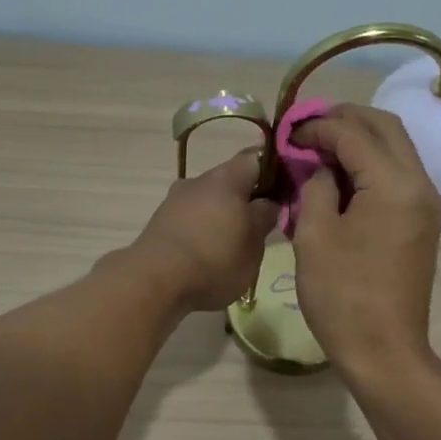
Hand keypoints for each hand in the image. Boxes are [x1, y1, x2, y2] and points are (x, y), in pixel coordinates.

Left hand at [129, 148, 277, 311]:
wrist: (154, 281)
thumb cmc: (214, 259)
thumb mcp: (253, 244)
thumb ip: (265, 218)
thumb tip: (269, 202)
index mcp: (227, 178)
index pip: (257, 158)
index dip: (275, 171)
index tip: (286, 191)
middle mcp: (198, 180)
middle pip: (231, 180)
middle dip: (247, 198)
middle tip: (262, 225)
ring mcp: (175, 200)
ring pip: (209, 200)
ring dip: (223, 216)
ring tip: (234, 244)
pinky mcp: (160, 222)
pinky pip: (191, 218)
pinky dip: (203, 230)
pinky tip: (208, 254)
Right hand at [289, 105, 440, 377]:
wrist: (384, 351)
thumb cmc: (342, 296)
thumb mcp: (314, 236)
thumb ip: (315, 186)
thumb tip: (320, 166)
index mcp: (394, 184)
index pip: (354, 134)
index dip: (318, 127)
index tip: (287, 133)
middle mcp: (420, 184)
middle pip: (387, 129)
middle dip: (346, 119)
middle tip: (308, 127)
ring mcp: (426, 204)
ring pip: (397, 149)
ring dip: (361, 139)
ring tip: (320, 146)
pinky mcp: (423, 222)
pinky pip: (399, 175)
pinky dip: (372, 164)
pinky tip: (341, 175)